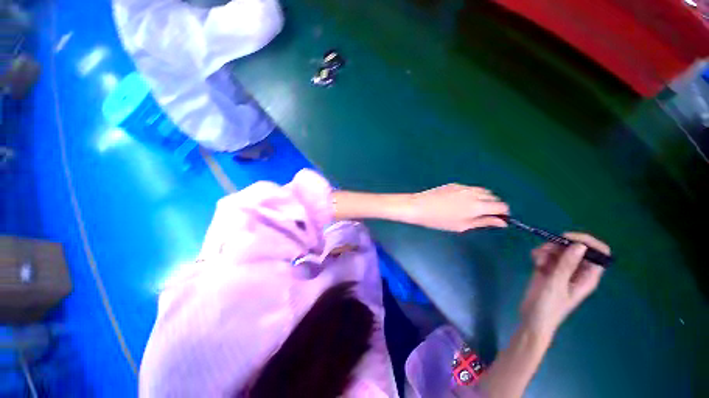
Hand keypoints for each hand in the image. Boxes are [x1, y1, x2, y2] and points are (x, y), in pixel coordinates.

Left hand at [405, 184, 508, 231]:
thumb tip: (502, 222)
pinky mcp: (455, 184)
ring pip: (482, 191)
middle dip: (493, 205)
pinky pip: (470, 188)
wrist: (419, 207)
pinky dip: (472, 194)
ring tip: (472, 209)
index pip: (501, 206)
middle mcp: (474, 193)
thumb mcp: (462, 225)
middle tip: (483, 215)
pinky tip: (460, 202)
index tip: (498, 219)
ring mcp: (464, 187)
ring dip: (484, 199)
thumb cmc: (439, 220)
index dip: (503, 213)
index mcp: (477, 206)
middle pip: (493, 197)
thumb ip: (483, 222)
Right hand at [520, 233, 609, 337]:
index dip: (586, 242)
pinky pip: (547, 255)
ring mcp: (562, 270)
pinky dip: (540, 254)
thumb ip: (566, 265)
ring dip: (546, 250)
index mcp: (587, 276)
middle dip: (559, 245)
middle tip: (545, 249)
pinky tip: (534, 262)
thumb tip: (580, 245)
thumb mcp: (556, 285)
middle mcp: (577, 271)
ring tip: (537, 259)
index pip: (598, 253)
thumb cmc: (548, 306)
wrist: (532, 319)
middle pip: (575, 248)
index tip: (566, 239)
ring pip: (559, 250)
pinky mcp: (549, 270)